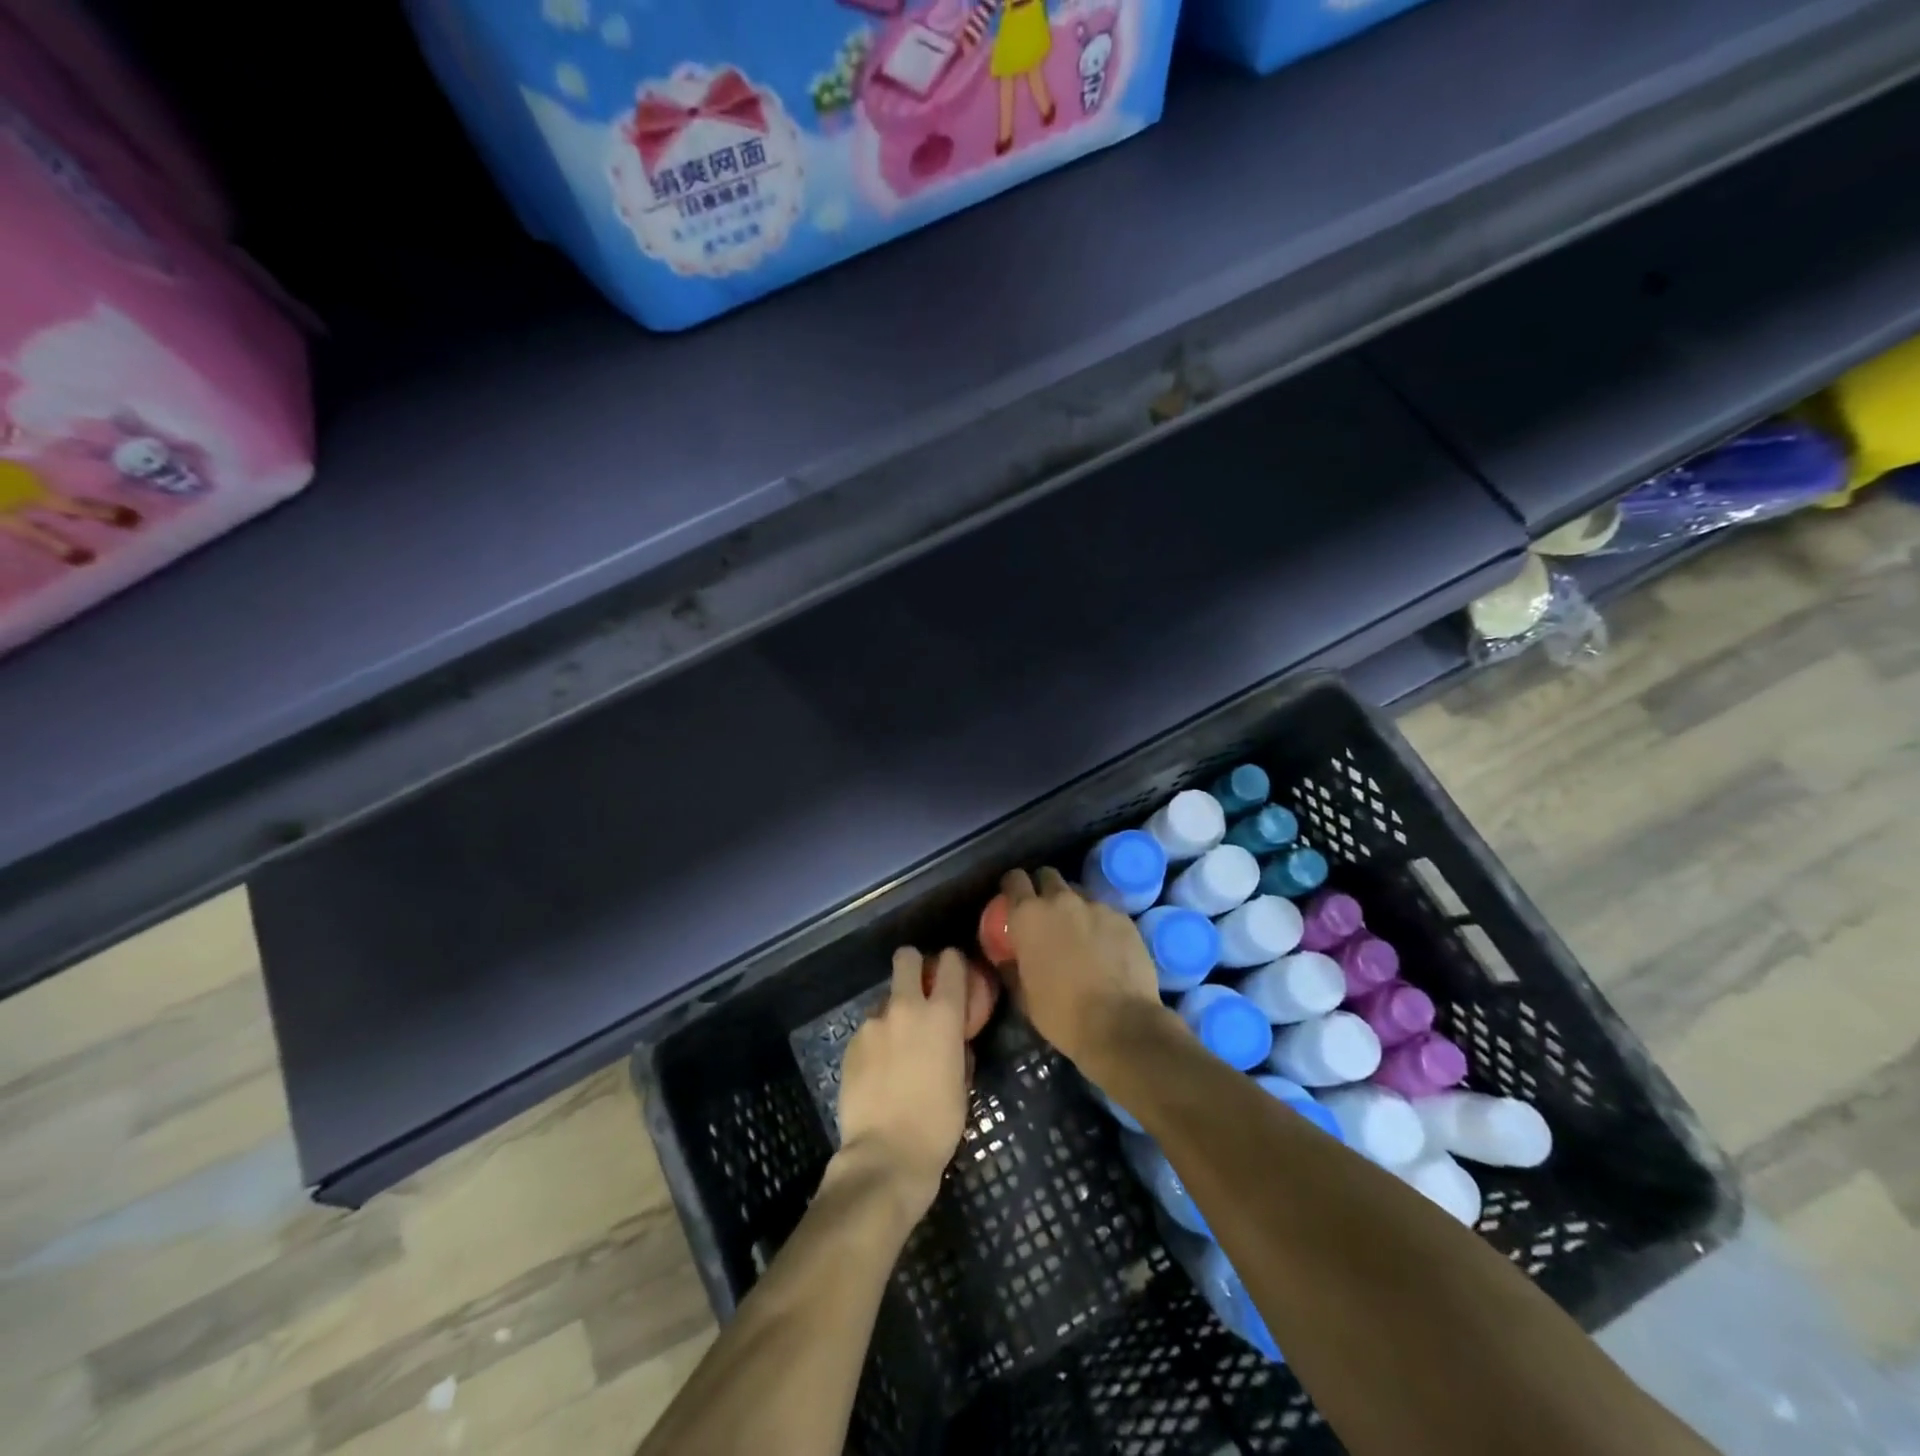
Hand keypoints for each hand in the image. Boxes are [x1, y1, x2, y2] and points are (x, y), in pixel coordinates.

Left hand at [836, 946, 972, 1220]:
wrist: (885, 1155)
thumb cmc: (937, 1124)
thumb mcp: (962, 1082)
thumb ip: (957, 1048)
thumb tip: (953, 1039)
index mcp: (942, 1014)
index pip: (950, 961)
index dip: (953, 964)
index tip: (954, 976)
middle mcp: (906, 1007)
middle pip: (906, 957)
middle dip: (914, 966)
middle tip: (919, 990)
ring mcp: (874, 1023)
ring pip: (885, 998)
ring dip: (894, 1013)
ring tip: (896, 1048)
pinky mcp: (851, 1043)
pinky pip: (868, 1029)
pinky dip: (876, 1041)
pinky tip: (878, 1070)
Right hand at [998, 868, 1165, 1069]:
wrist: (1120, 1024)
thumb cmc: (1062, 1014)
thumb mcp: (1023, 995)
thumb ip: (1012, 966)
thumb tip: (1006, 956)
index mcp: (1029, 916)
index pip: (1014, 880)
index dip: (1012, 887)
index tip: (1013, 901)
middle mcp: (1061, 900)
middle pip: (1048, 876)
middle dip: (1044, 889)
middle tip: (1046, 915)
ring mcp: (1095, 906)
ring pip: (1078, 892)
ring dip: (1073, 905)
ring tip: (1078, 931)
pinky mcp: (1123, 917)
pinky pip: (1104, 911)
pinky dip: (1099, 922)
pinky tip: (1105, 946)